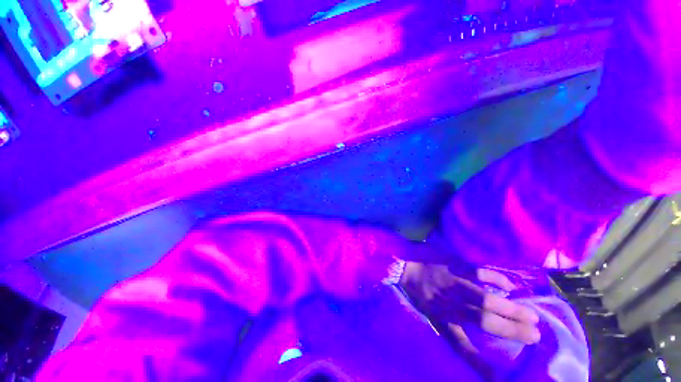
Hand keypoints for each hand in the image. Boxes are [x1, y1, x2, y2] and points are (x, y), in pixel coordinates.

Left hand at [399, 261, 540, 353]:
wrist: (403, 264)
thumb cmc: (417, 290)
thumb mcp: (428, 313)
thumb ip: (447, 326)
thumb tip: (467, 341)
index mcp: (441, 317)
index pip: (463, 345)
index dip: (481, 364)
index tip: (501, 377)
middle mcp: (449, 303)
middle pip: (484, 321)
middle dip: (512, 331)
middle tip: (536, 336)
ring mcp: (451, 284)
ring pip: (484, 300)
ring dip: (510, 309)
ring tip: (532, 317)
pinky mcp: (452, 266)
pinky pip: (477, 273)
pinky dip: (496, 279)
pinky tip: (509, 285)